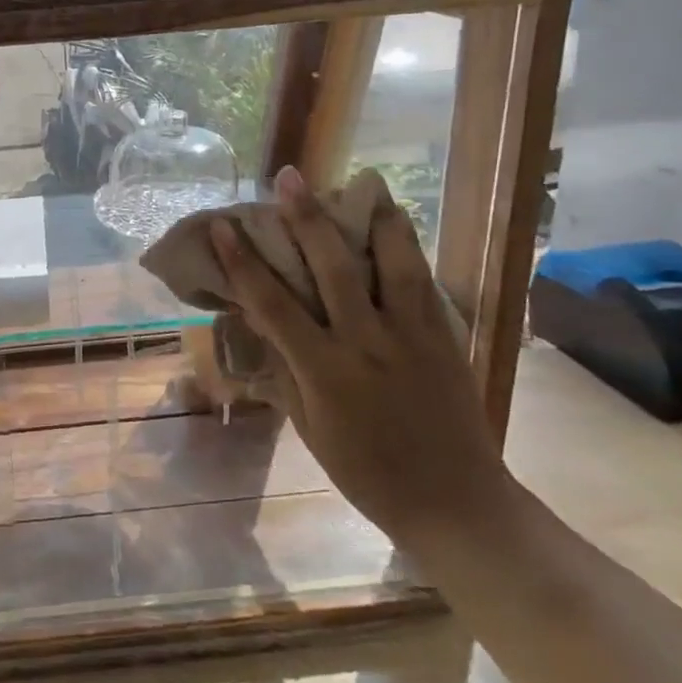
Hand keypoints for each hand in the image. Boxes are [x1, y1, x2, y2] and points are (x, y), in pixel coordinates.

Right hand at [208, 164, 512, 546]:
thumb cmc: (367, 474)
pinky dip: (408, 246)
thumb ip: (285, 370)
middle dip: (308, 219)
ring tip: (364, 182)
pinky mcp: (445, 338)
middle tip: (291, 177)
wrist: (457, 504)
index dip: (244, 263)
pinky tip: (399, 222)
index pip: (274, 305)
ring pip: (393, 264)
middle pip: (334, 268)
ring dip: (373, 219)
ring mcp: (413, 337)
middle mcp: (368, 343)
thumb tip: (259, 322)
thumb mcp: (310, 428)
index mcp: (325, 372)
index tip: (224, 227)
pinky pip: (424, 281)